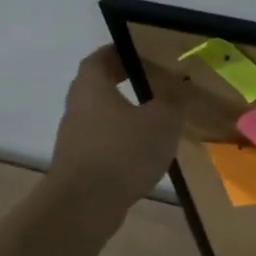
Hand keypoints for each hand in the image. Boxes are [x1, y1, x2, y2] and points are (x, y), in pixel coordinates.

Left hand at [46, 46, 204, 223]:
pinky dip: (121, 139)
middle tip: (152, 80)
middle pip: (97, 87)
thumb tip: (179, 85)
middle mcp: (78, 109)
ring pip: (100, 116)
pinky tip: (145, 150)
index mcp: (93, 88)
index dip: (117, 52)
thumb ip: (173, 101)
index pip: (99, 59)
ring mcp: (75, 139)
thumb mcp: (163, 120)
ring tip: (155, 117)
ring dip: (123, 113)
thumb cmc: (123, 151)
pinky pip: (103, 141)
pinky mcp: (80, 165)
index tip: (138, 50)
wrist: (84, 205)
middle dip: (121, 81)